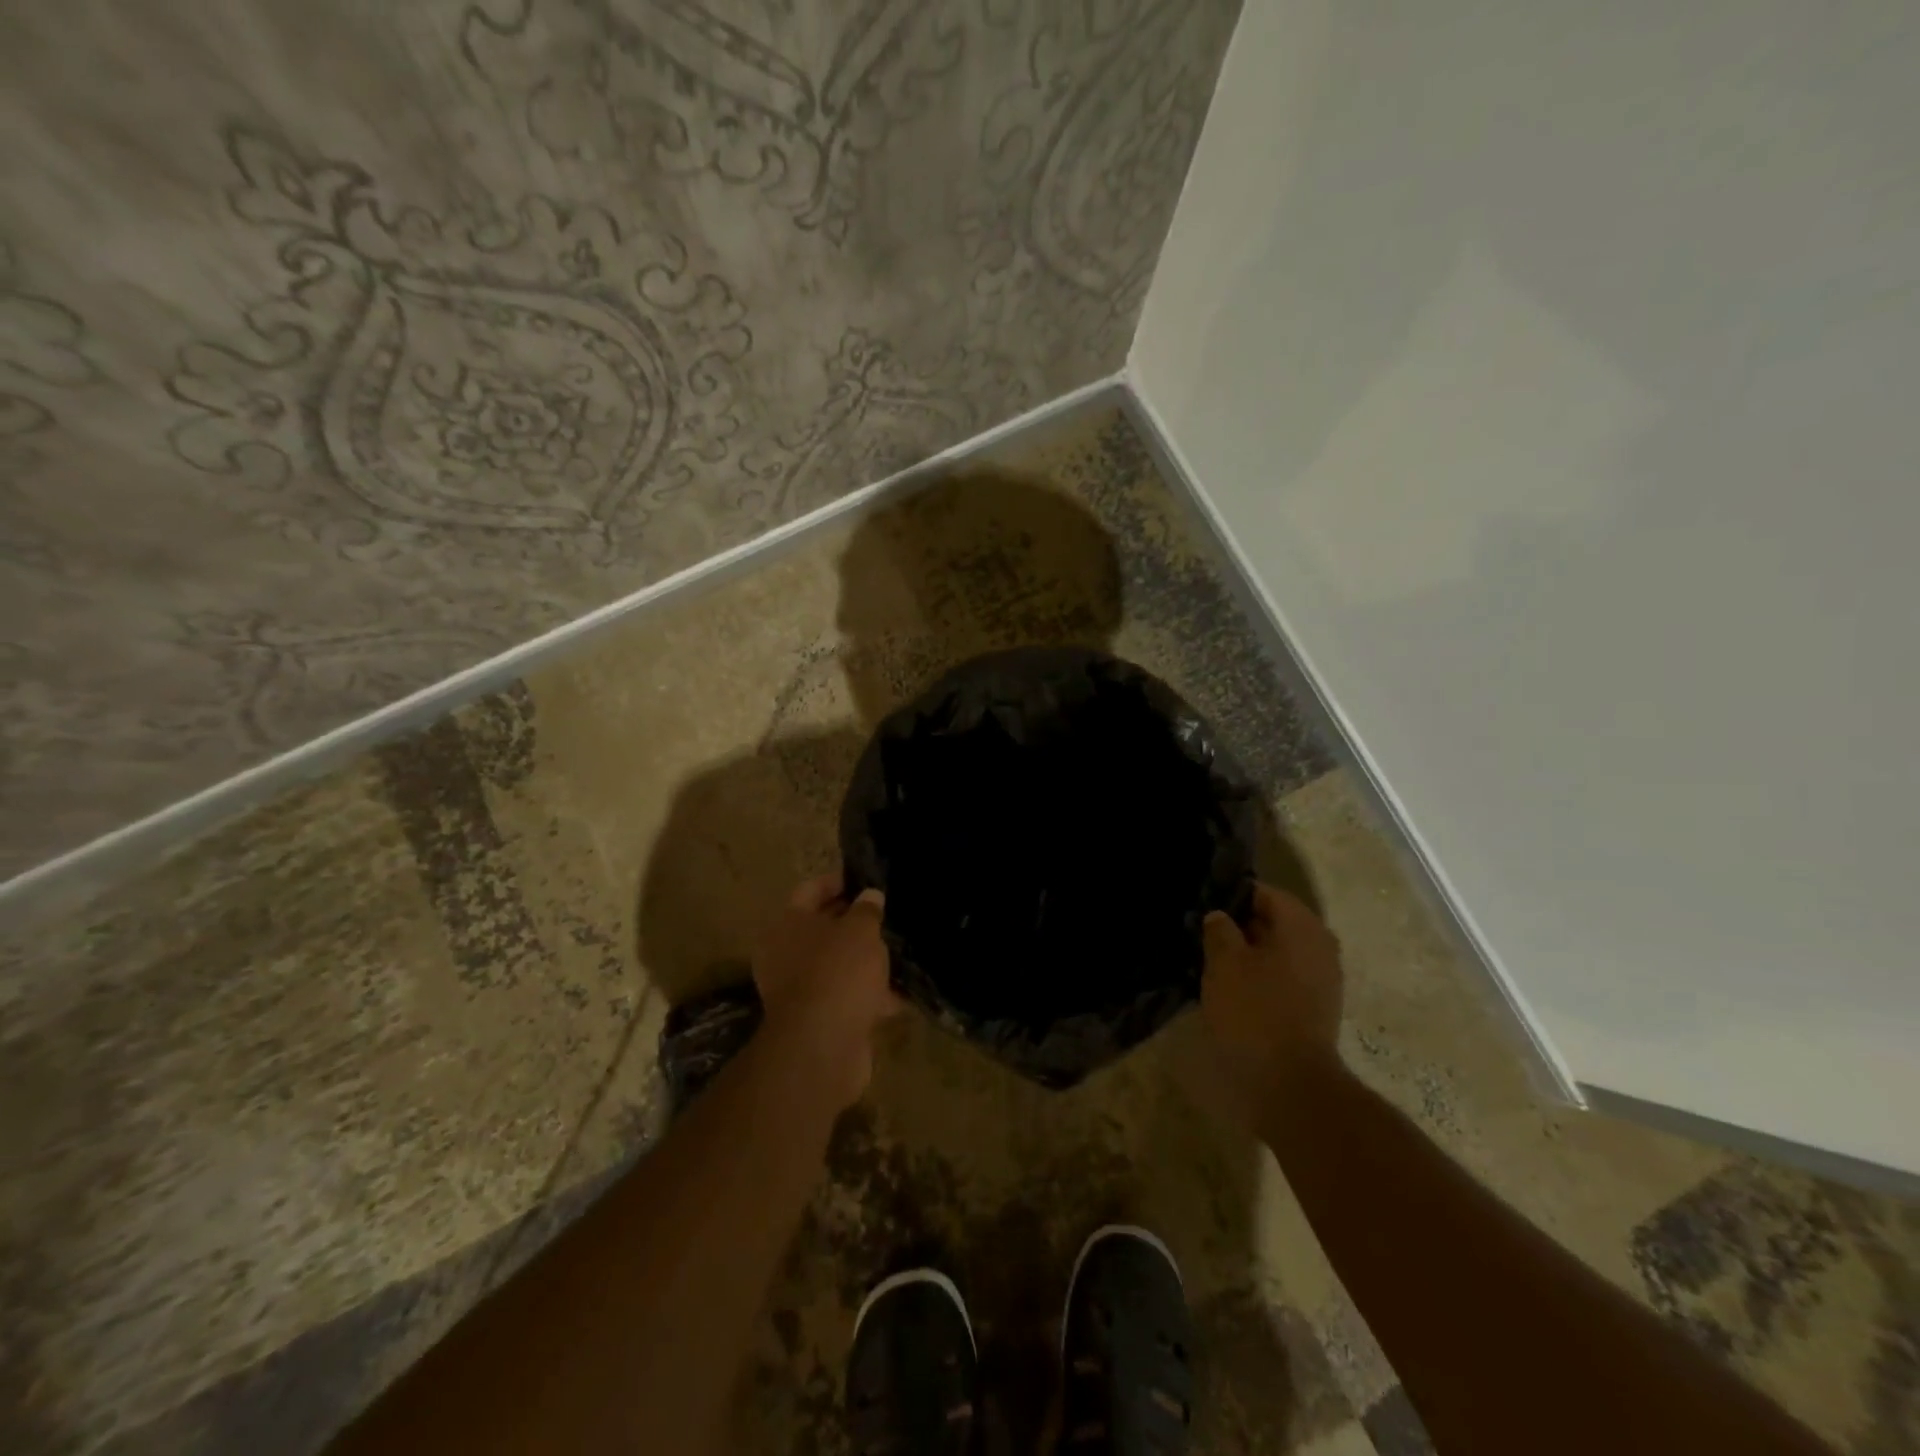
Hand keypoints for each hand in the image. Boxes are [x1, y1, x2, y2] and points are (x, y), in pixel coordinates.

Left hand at [752, 873, 899, 1108]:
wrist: (823, 1045)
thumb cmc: (838, 971)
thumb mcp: (860, 930)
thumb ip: (867, 910)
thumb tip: (870, 896)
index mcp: (787, 923)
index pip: (810, 889)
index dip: (839, 881)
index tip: (868, 880)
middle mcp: (785, 953)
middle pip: (823, 928)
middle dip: (856, 922)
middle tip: (888, 914)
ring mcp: (800, 989)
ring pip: (837, 964)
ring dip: (865, 960)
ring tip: (900, 950)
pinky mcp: (819, 1019)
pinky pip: (848, 997)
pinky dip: (870, 995)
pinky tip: (902, 994)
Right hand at [1201, 883, 1346, 1124]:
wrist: (1292, 1084)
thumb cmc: (1255, 1013)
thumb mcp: (1224, 963)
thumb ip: (1219, 930)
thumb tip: (1220, 916)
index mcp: (1301, 926)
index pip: (1263, 893)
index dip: (1231, 897)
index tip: (1202, 907)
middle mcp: (1320, 944)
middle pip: (1273, 921)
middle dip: (1239, 925)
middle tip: (1203, 935)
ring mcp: (1323, 978)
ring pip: (1278, 950)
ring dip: (1248, 953)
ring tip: (1213, 962)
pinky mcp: (1317, 1006)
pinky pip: (1284, 975)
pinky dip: (1261, 976)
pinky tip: (1233, 988)